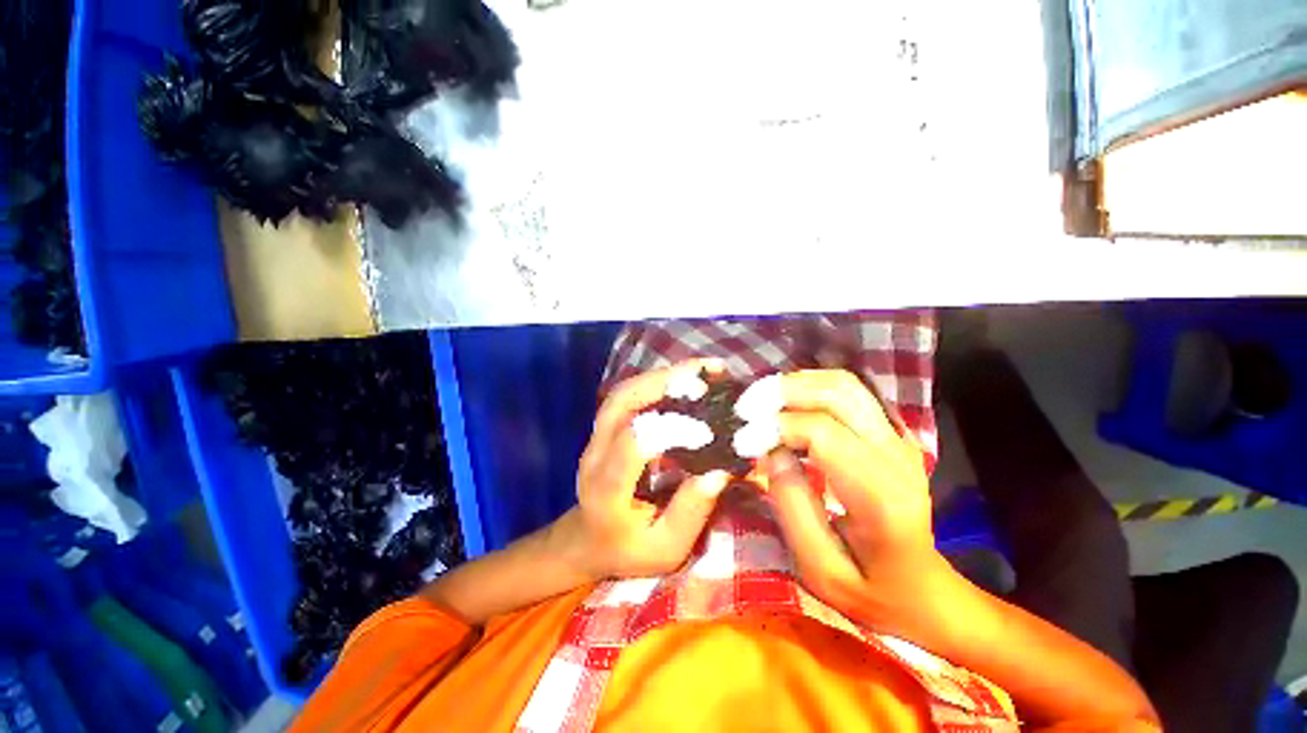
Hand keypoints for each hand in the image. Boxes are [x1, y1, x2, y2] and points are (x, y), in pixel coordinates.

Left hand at [554, 361, 731, 580]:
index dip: (671, 428)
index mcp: (607, 490)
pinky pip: (628, 394)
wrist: (587, 539)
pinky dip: (657, 381)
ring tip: (702, 369)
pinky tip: (684, 377)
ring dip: (662, 375)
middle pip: (621, 402)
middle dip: (664, 382)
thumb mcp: (665, 549)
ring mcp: (596, 436)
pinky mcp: (605, 428)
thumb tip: (720, 471)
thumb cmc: (627, 550)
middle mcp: (595, 454)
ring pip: (624, 391)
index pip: (633, 443)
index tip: (707, 431)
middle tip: (706, 375)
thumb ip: (690, 512)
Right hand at [761, 369, 951, 631]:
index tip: (740, 441)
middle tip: (744, 409)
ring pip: (843, 384)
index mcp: (881, 495)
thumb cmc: (869, 589)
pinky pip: (847, 393)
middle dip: (782, 392)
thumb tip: (769, 451)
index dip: (774, 427)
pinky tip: (785, 406)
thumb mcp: (820, 568)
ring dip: (795, 385)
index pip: (821, 431)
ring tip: (760, 404)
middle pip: (837, 392)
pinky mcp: (890, 433)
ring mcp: (898, 439)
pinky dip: (809, 389)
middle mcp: (896, 455)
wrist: (923, 588)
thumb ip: (792, 506)